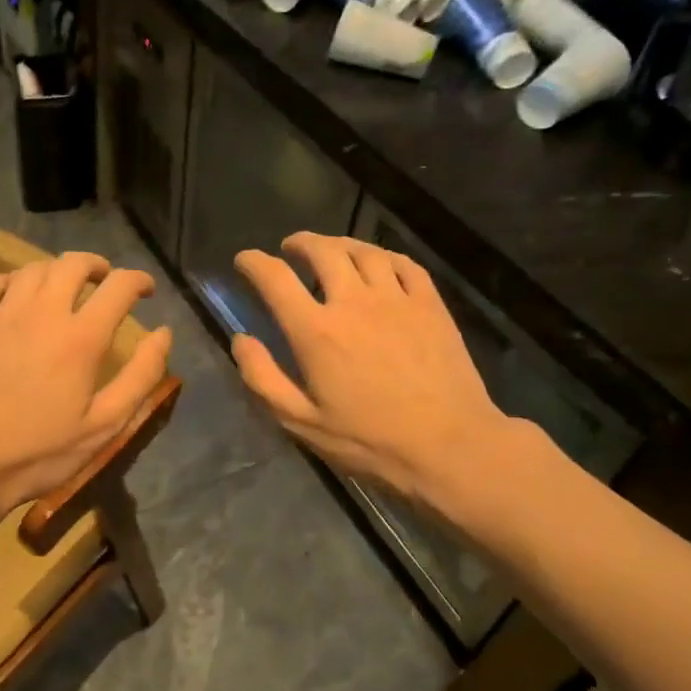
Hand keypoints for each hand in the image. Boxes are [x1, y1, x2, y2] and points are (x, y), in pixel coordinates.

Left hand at [0, 251, 171, 523]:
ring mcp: (1, 314)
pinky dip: (12, 281)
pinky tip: (16, 295)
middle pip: (73, 265)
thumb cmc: (39, 452)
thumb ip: (140, 377)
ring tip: (62, 287)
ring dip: (56, 271)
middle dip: (96, 265)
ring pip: (34, 269)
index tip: (146, 289)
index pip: (119, 287)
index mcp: (81, 337)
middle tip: (104, 280)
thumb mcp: (104, 426)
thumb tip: (163, 334)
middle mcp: (43, 312)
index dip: (139, 280)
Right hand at [232, 233, 530, 507]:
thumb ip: (263, 379)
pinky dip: (383, 255)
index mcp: (316, 331)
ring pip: (363, 251)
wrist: (448, 447)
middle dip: (299, 243)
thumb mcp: (300, 423)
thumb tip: (241, 340)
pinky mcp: (430, 305)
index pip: (275, 278)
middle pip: (322, 251)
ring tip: (330, 250)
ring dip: (339, 243)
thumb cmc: (369, 441)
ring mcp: (397, 299)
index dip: (253, 262)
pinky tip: (378, 262)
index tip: (244, 261)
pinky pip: (404, 264)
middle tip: (289, 248)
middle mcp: (354, 302)